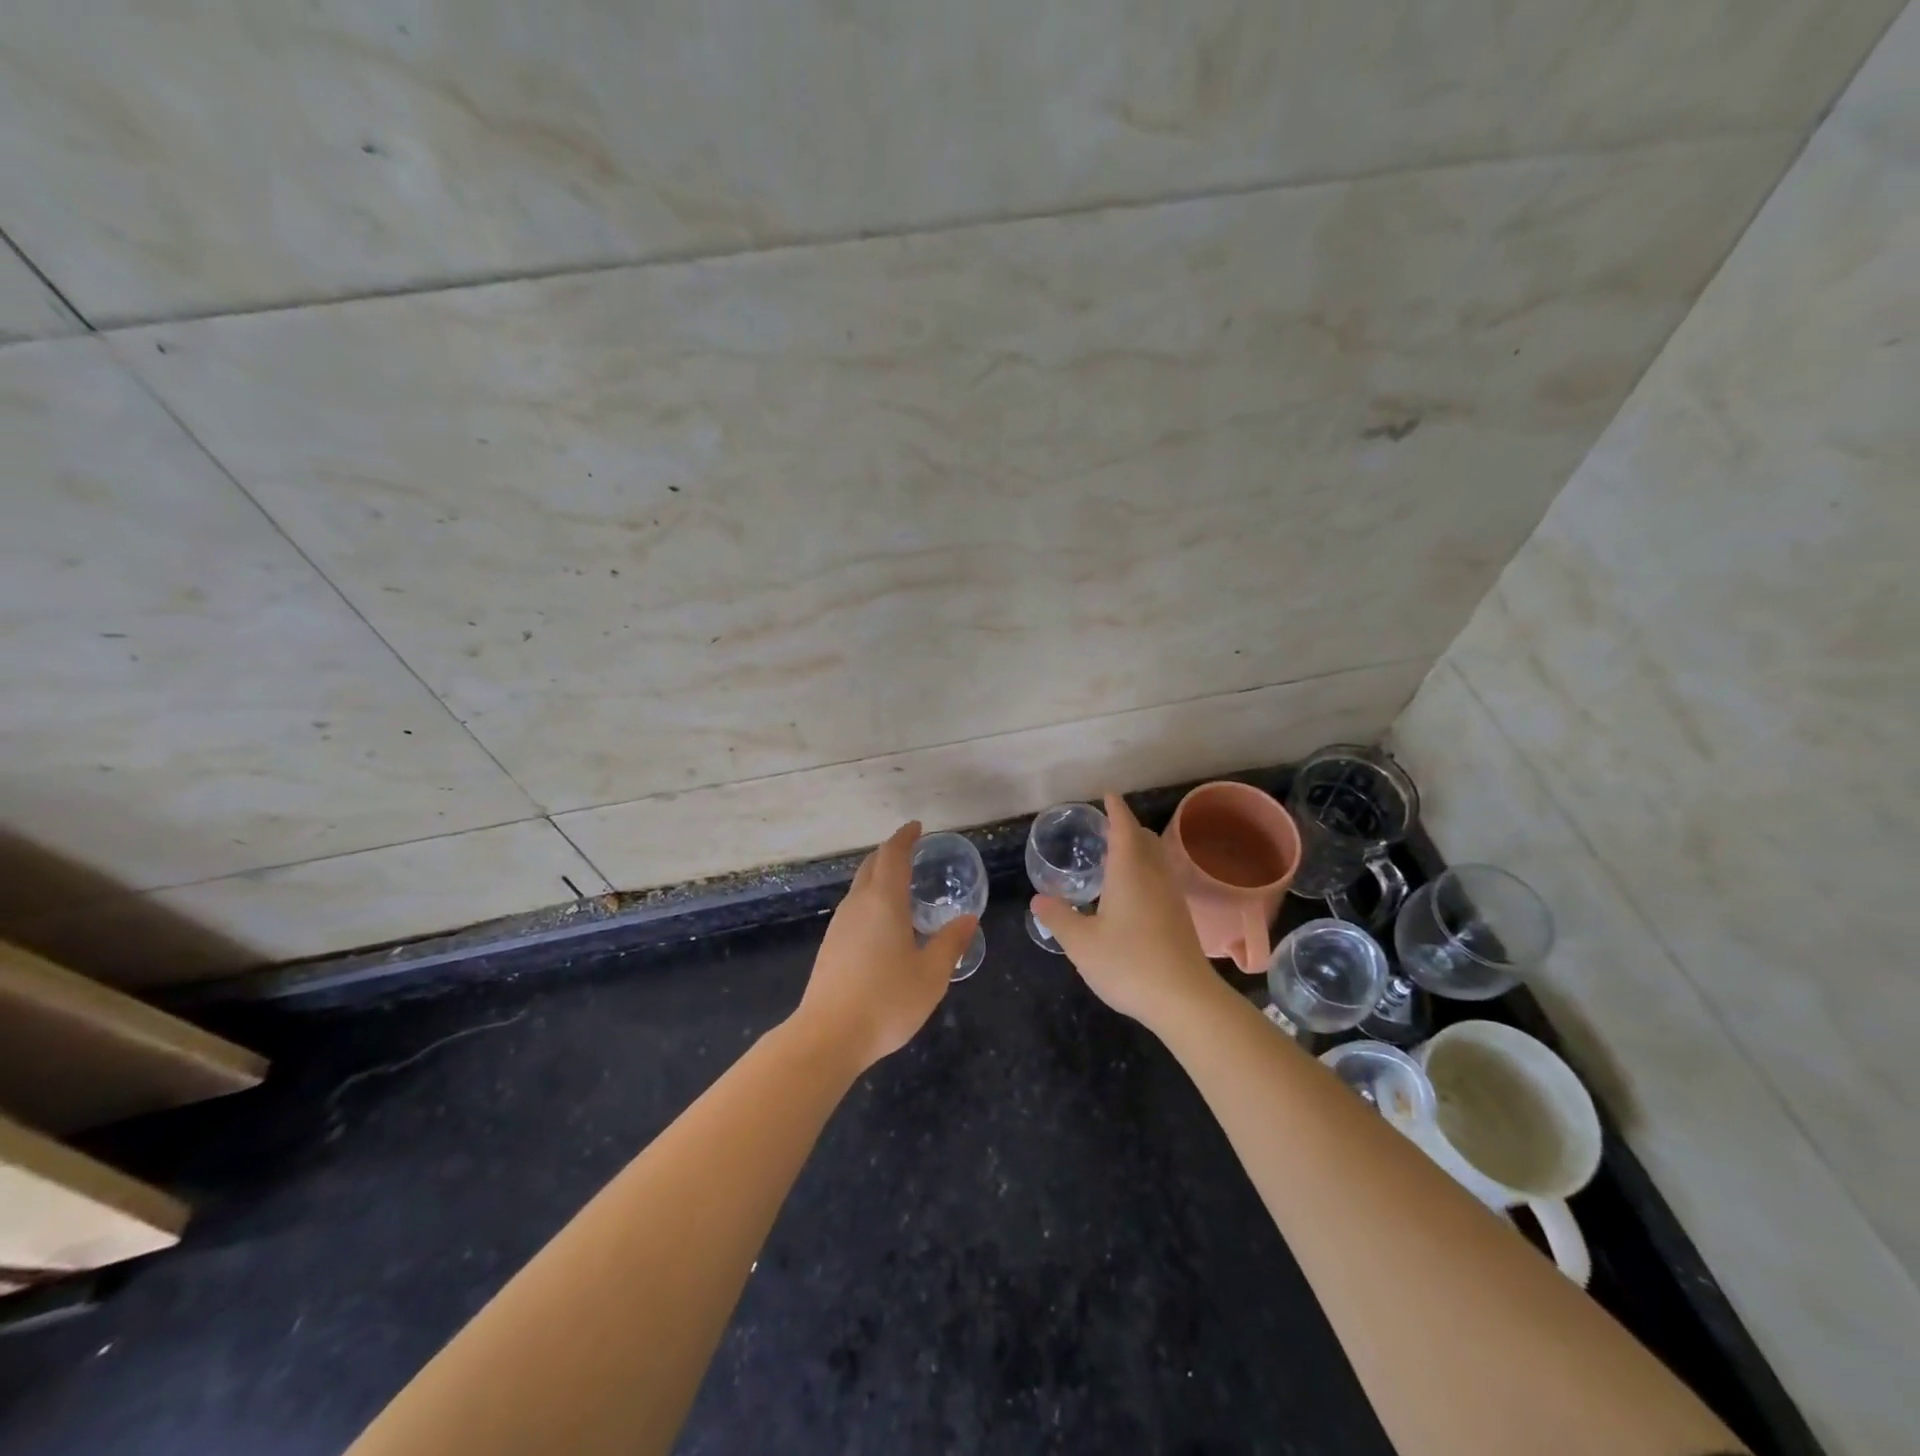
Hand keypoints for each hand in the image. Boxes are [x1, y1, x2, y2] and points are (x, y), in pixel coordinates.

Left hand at [794, 821, 976, 1072]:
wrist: (828, 1037)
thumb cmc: (886, 1001)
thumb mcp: (932, 975)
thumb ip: (951, 943)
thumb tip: (968, 918)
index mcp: (884, 902)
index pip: (893, 855)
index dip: (905, 837)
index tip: (917, 827)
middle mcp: (858, 905)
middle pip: (872, 866)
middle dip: (891, 853)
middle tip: (912, 851)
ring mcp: (839, 925)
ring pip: (860, 887)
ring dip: (879, 876)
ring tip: (902, 885)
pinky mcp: (831, 946)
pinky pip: (854, 908)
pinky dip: (871, 899)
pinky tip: (884, 922)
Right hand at [1032, 793, 1218, 1027]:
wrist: (1185, 1000)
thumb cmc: (1128, 963)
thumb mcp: (1081, 943)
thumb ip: (1058, 917)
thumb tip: (1038, 899)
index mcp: (1129, 871)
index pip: (1123, 827)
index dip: (1115, 809)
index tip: (1107, 794)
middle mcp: (1154, 876)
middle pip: (1145, 839)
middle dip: (1127, 827)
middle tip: (1105, 828)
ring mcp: (1171, 897)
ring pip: (1156, 860)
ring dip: (1138, 850)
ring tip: (1115, 857)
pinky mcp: (1179, 918)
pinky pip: (1161, 879)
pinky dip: (1145, 872)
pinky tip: (1131, 894)